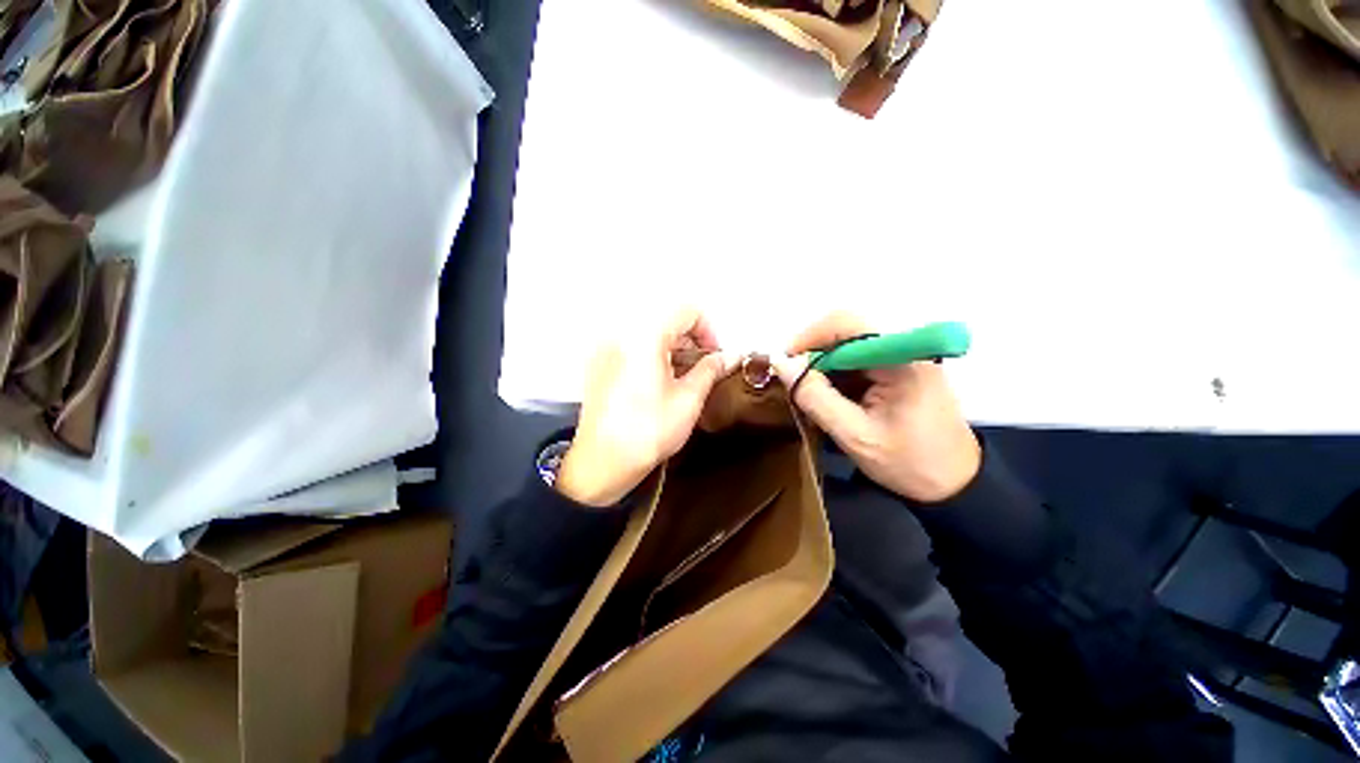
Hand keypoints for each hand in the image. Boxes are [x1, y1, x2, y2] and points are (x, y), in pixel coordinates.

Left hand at [558, 308, 736, 506]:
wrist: (602, 462)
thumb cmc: (647, 432)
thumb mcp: (688, 399)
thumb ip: (711, 370)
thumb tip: (731, 356)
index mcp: (644, 336)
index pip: (686, 311)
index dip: (708, 331)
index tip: (714, 356)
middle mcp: (621, 335)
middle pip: (666, 320)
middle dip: (691, 340)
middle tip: (703, 368)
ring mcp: (607, 349)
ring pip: (649, 334)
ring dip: (673, 348)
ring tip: (683, 378)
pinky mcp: (600, 365)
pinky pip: (633, 347)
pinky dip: (653, 356)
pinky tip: (660, 383)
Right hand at [773, 313, 980, 503]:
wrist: (956, 484)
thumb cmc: (910, 463)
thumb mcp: (855, 435)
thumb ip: (816, 397)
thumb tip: (781, 364)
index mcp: (901, 358)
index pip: (846, 324)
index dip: (808, 337)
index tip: (785, 364)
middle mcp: (904, 346)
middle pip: (845, 331)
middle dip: (813, 354)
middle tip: (794, 384)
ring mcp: (903, 356)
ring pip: (847, 345)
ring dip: (822, 366)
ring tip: (810, 396)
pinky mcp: (899, 367)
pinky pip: (857, 359)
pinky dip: (836, 375)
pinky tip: (831, 398)